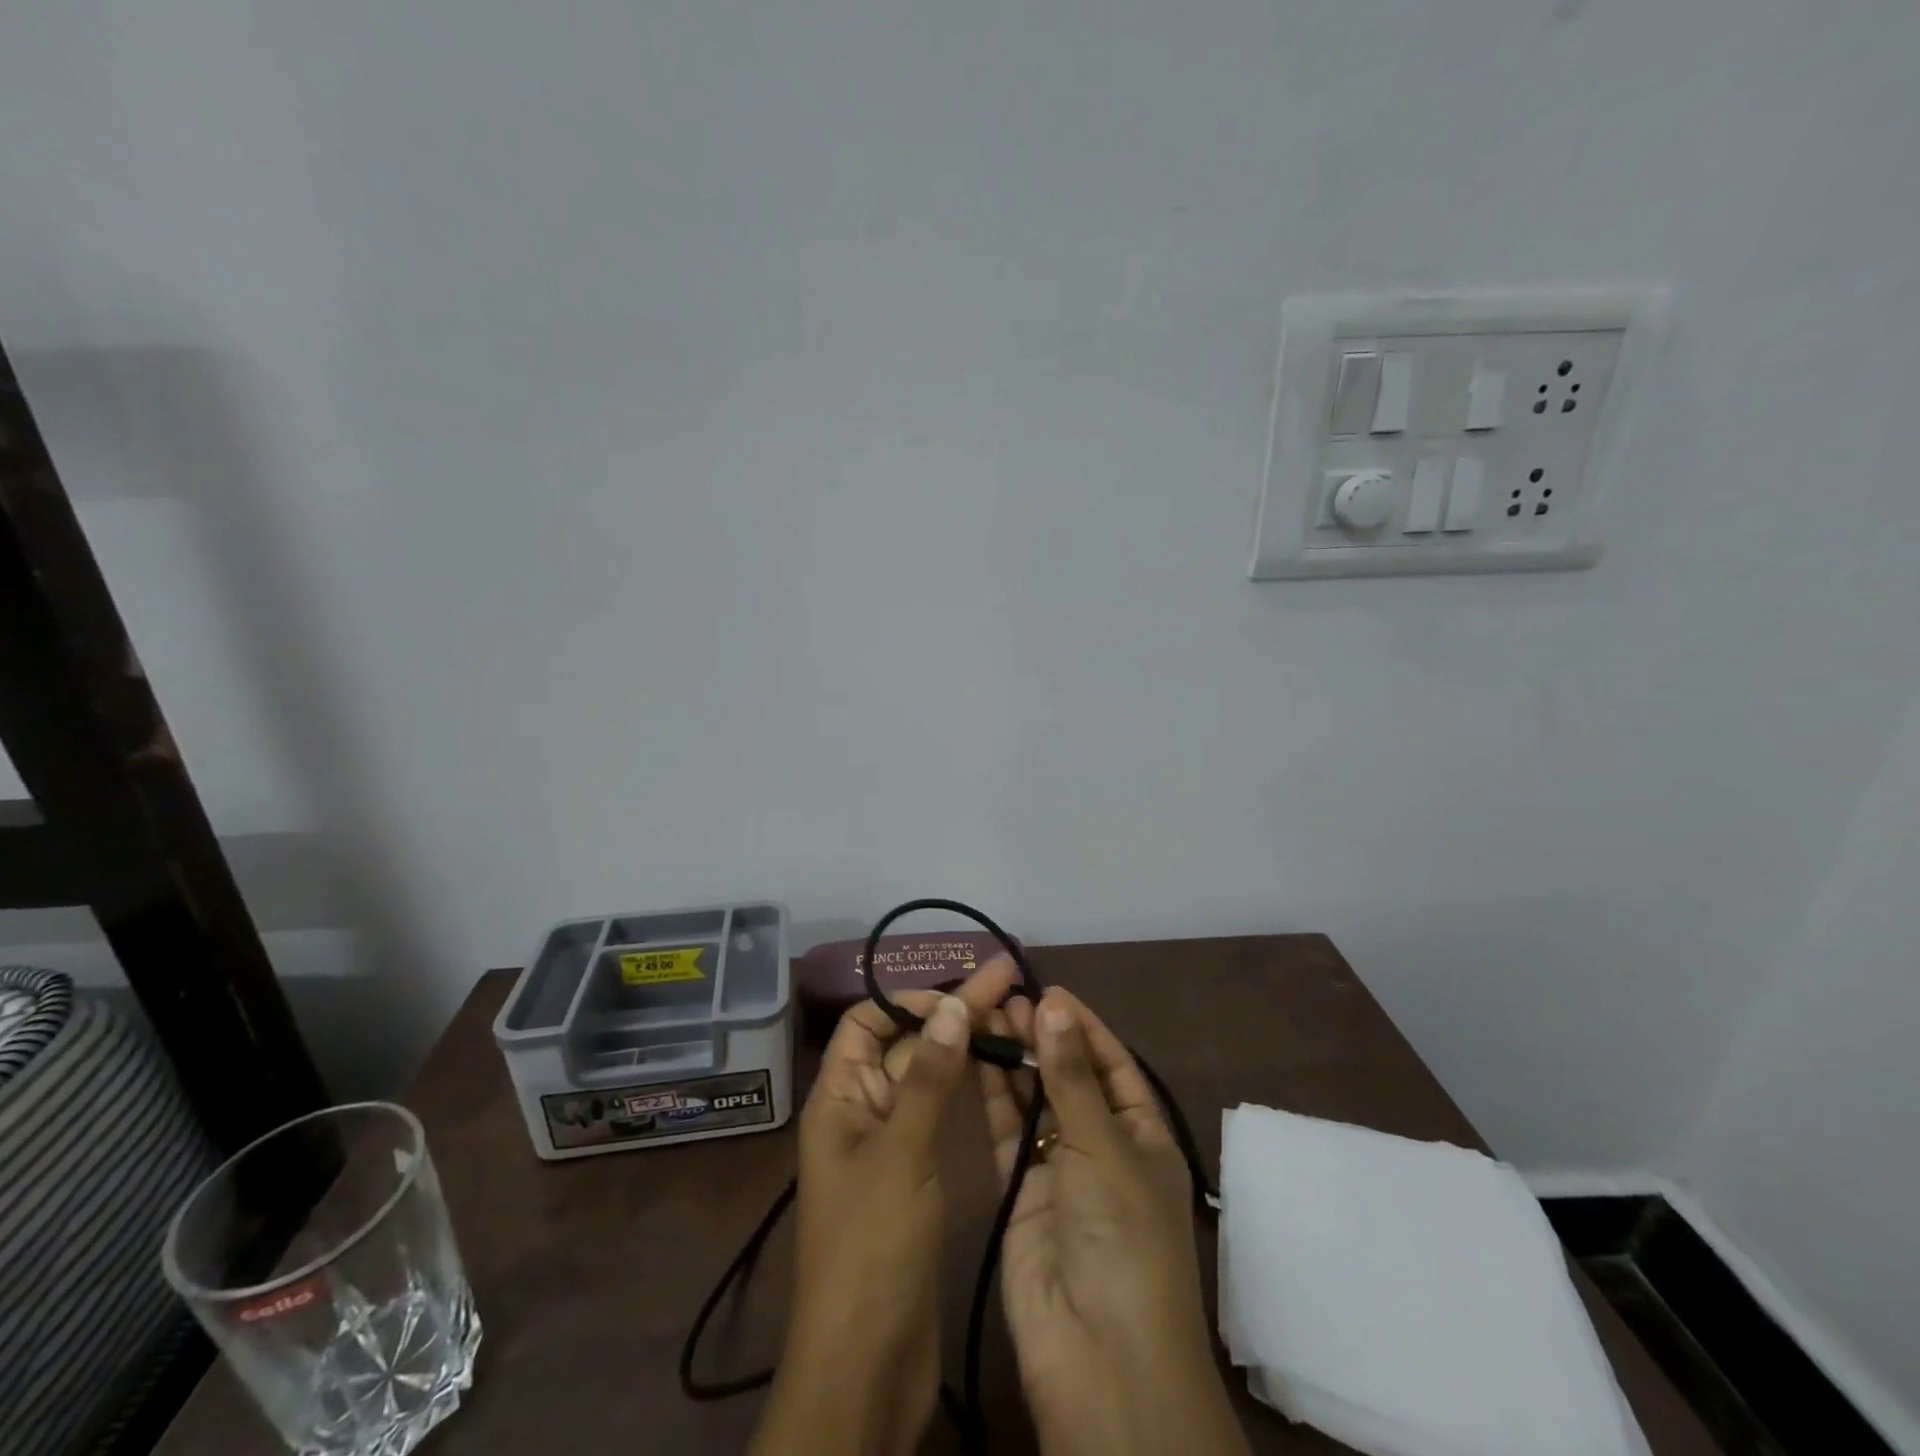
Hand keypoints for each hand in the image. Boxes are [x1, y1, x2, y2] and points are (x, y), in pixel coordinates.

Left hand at [750, 959, 1017, 1455]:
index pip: (866, 1022)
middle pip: (906, 1043)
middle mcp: (862, 1110)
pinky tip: (1000, 1070)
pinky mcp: (916, 1174)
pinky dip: (966, 1086)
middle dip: (952, 1012)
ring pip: (927, 1076)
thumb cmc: (873, 1249)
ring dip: (963, 1044)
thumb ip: (929, 1079)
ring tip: (1013, 1013)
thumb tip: (952, 1005)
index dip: (909, 1001)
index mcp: (839, 1097)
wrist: (867, 1366)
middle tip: (1008, 980)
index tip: (960, 996)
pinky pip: (938, 1113)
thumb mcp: (902, 1154)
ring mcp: (891, 1143)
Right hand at [978, 988, 1249, 1455]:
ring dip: (1013, 1060)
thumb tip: (1054, 1004)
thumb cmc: (1122, 1235)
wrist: (1098, 1355)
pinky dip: (992, 1096)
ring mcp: (1059, 1169)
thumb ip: (1070, 1075)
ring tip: (984, 1015)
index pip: (1112, 1063)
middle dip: (1041, 1037)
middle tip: (1003, 996)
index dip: (1082, 1025)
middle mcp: (1102, 1146)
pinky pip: (1006, 1132)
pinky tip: (973, 1059)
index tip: (1046, 989)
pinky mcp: (1020, 1191)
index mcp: (1142, 1134)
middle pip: (1068, 1077)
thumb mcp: (1103, 1145)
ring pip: (1033, 1100)